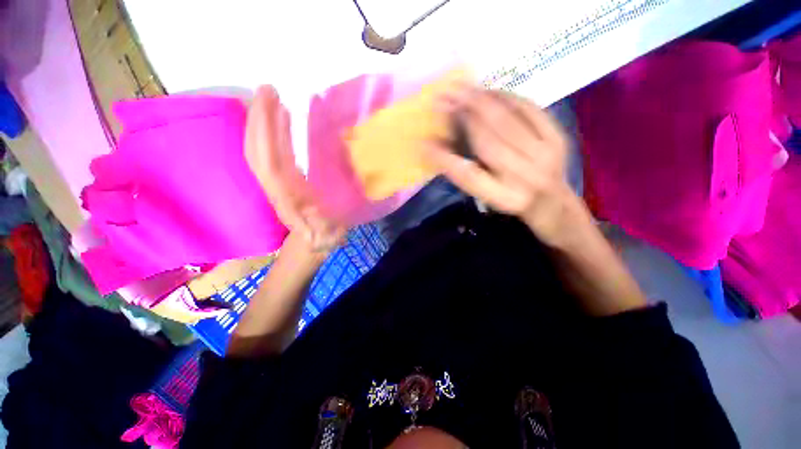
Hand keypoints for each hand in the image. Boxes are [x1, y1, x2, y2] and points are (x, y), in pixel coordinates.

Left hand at [245, 85, 344, 252]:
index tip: (274, 103)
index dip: (269, 133)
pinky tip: (281, 118)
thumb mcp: (330, 232)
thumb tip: (321, 198)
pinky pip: (270, 153)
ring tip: (270, 96)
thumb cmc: (325, 236)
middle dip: (260, 118)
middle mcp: (275, 186)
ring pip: (259, 149)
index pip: (270, 162)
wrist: (312, 243)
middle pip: (257, 150)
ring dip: (262, 122)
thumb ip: (324, 222)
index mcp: (288, 197)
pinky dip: (272, 134)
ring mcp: (275, 181)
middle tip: (268, 88)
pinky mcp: (280, 179)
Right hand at [426, 85, 580, 248]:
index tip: (424, 142)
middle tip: (442, 97)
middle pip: (488, 142)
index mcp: (503, 197)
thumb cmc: (511, 199)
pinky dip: (506, 97)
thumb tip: (437, 146)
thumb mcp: (487, 194)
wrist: (553, 201)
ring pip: (507, 121)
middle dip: (462, 117)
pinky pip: (529, 109)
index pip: (468, 176)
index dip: (444, 159)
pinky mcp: (558, 137)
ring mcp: (545, 154)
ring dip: (481, 101)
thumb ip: (465, 172)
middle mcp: (524, 177)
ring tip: (460, 88)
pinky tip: (488, 91)